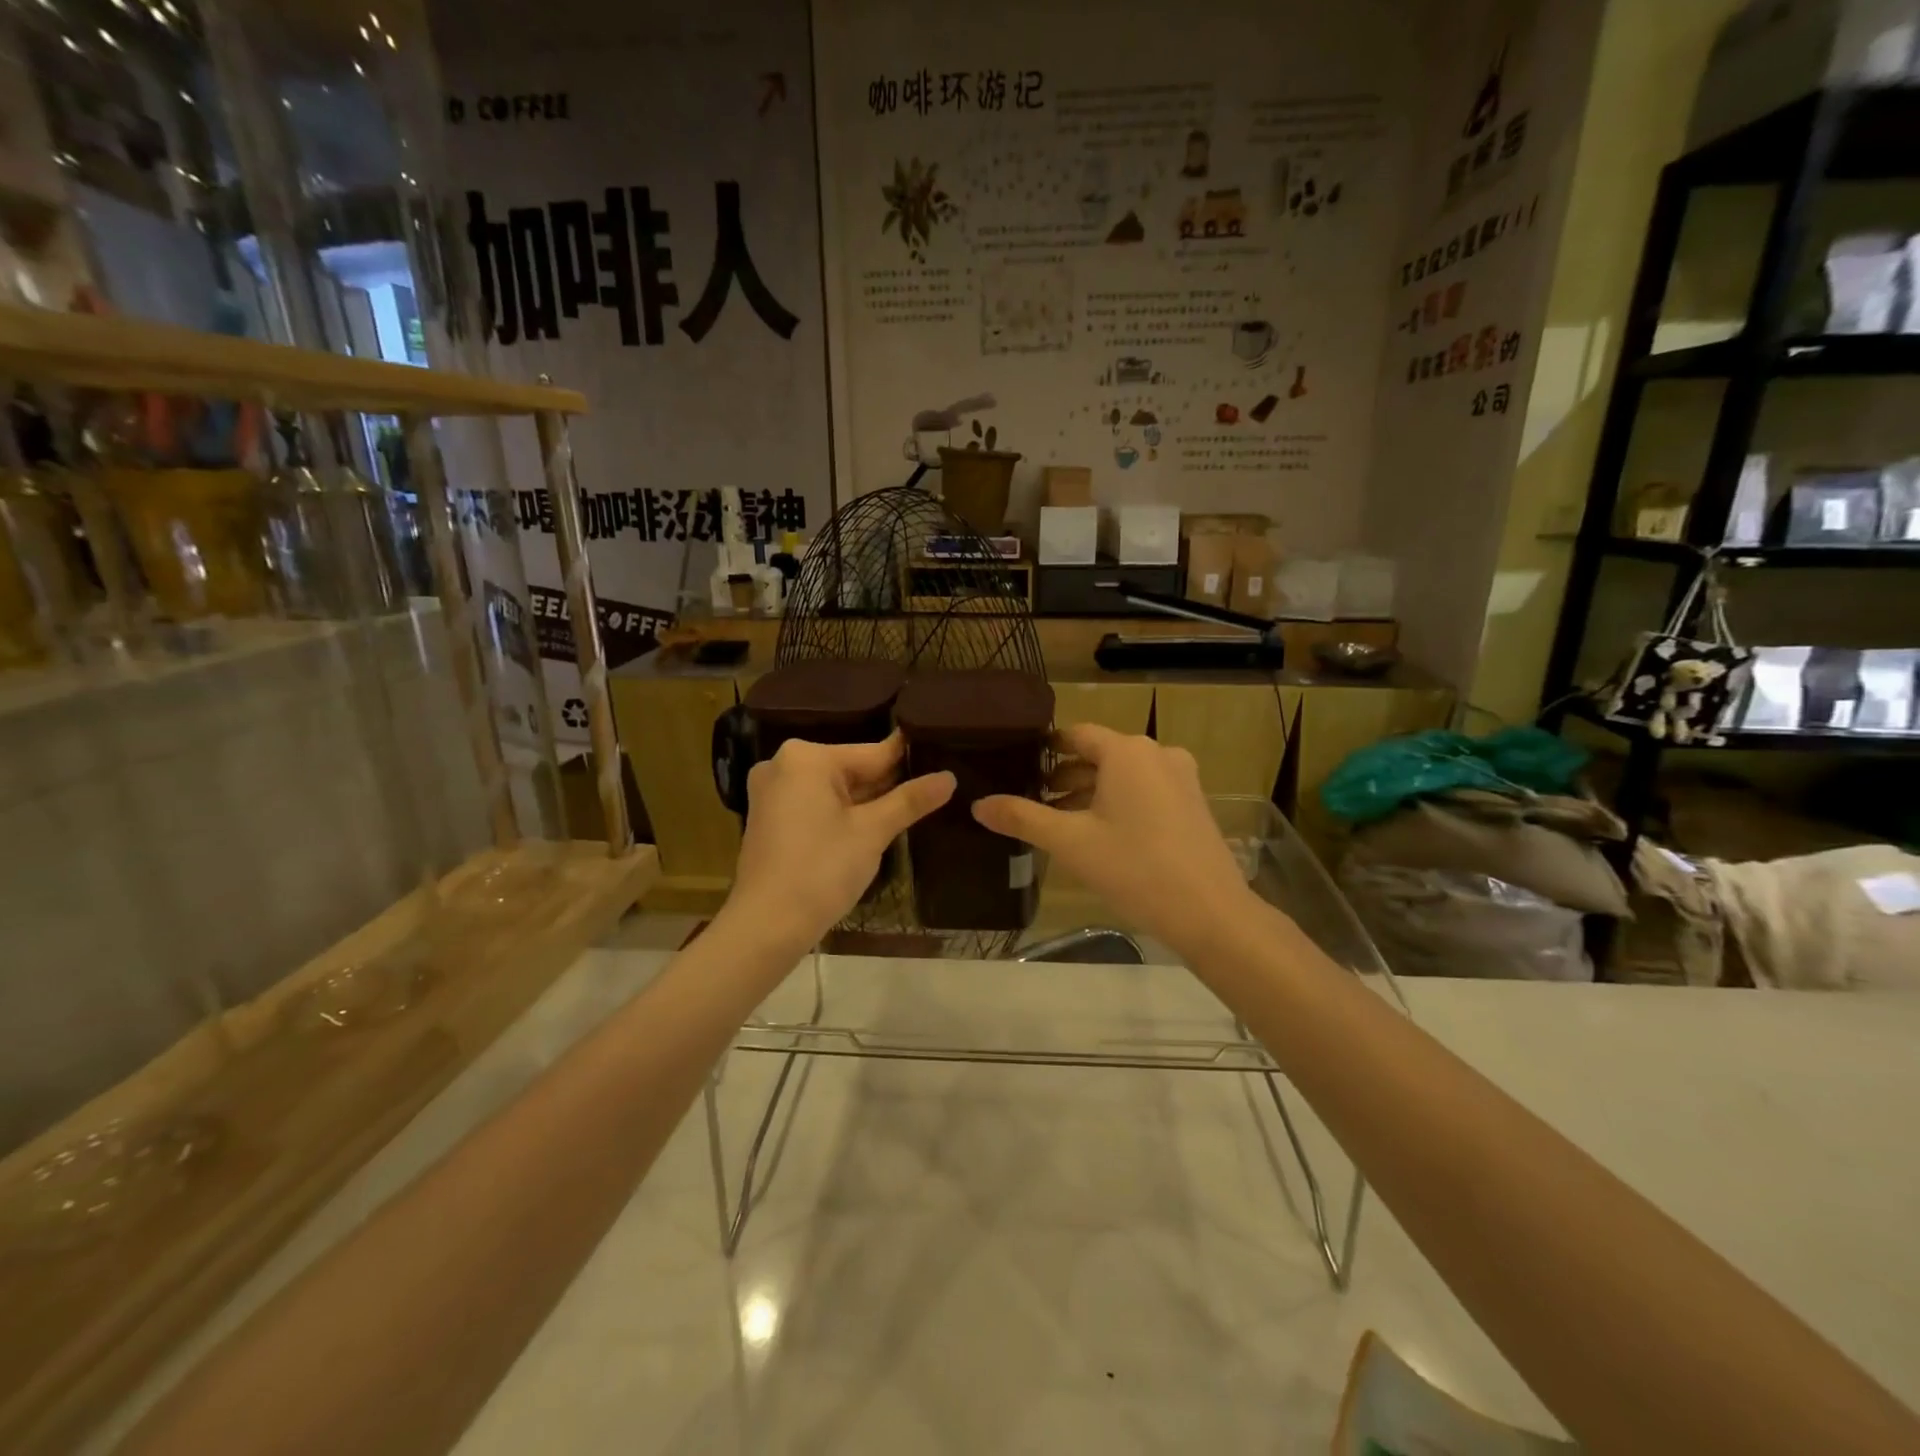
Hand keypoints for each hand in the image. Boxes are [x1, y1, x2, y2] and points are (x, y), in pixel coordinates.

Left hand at [724, 732, 954, 951]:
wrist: (766, 926)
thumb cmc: (821, 870)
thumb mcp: (872, 832)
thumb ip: (910, 800)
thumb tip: (949, 778)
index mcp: (806, 757)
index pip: (872, 752)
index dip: (909, 759)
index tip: (941, 756)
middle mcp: (783, 764)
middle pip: (851, 769)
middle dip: (887, 784)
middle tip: (932, 790)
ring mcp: (772, 792)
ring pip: (834, 789)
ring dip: (866, 802)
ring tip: (912, 807)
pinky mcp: (769, 817)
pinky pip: (815, 804)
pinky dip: (841, 814)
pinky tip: (871, 827)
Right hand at [973, 724, 1255, 957]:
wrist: (1210, 912)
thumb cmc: (1134, 868)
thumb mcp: (1070, 843)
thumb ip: (1022, 818)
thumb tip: (978, 805)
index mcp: (1127, 751)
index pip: (1076, 734)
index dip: (1046, 749)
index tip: (1019, 766)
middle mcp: (1157, 754)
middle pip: (1100, 754)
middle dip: (1066, 775)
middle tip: (1033, 799)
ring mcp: (1181, 778)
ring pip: (1124, 775)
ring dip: (1091, 791)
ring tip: (1060, 820)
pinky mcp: (1193, 803)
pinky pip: (1146, 790)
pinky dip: (1119, 802)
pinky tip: (1100, 834)